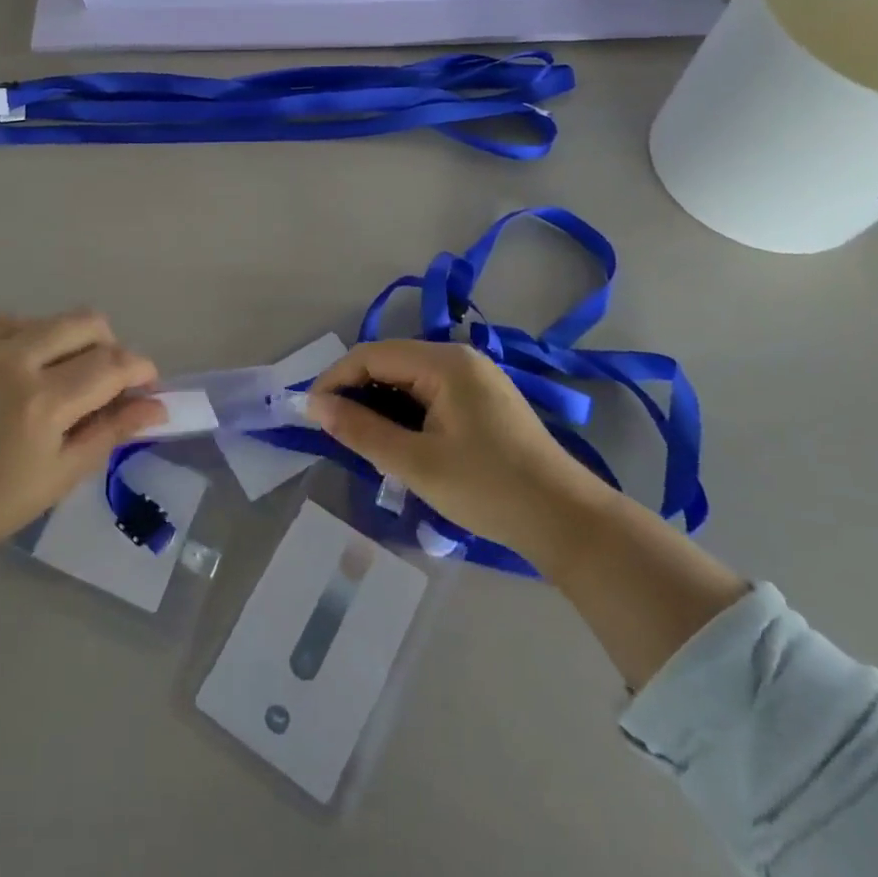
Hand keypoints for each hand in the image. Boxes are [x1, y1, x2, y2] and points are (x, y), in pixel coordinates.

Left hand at [0, 311, 163, 639]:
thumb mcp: (60, 475)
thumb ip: (112, 431)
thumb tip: (156, 405)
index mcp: (42, 402)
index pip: (112, 364)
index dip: (139, 369)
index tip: (145, 383)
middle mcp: (11, 360)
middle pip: (85, 321)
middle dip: (108, 346)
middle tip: (102, 381)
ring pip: (45, 319)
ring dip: (63, 344)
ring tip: (49, 383)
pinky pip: (3, 322)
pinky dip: (21, 340)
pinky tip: (12, 372)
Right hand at [309, 340, 604, 568]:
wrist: (567, 521)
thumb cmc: (488, 488)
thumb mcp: (415, 463)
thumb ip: (361, 430)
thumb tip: (315, 405)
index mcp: (444, 362)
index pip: (372, 355)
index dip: (335, 380)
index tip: (310, 413)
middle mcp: (459, 358)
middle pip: (390, 362)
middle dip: (356, 391)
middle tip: (332, 429)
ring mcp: (475, 377)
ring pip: (408, 378)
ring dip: (379, 403)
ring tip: (360, 438)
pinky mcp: (483, 399)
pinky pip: (429, 392)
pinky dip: (405, 411)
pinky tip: (397, 440)